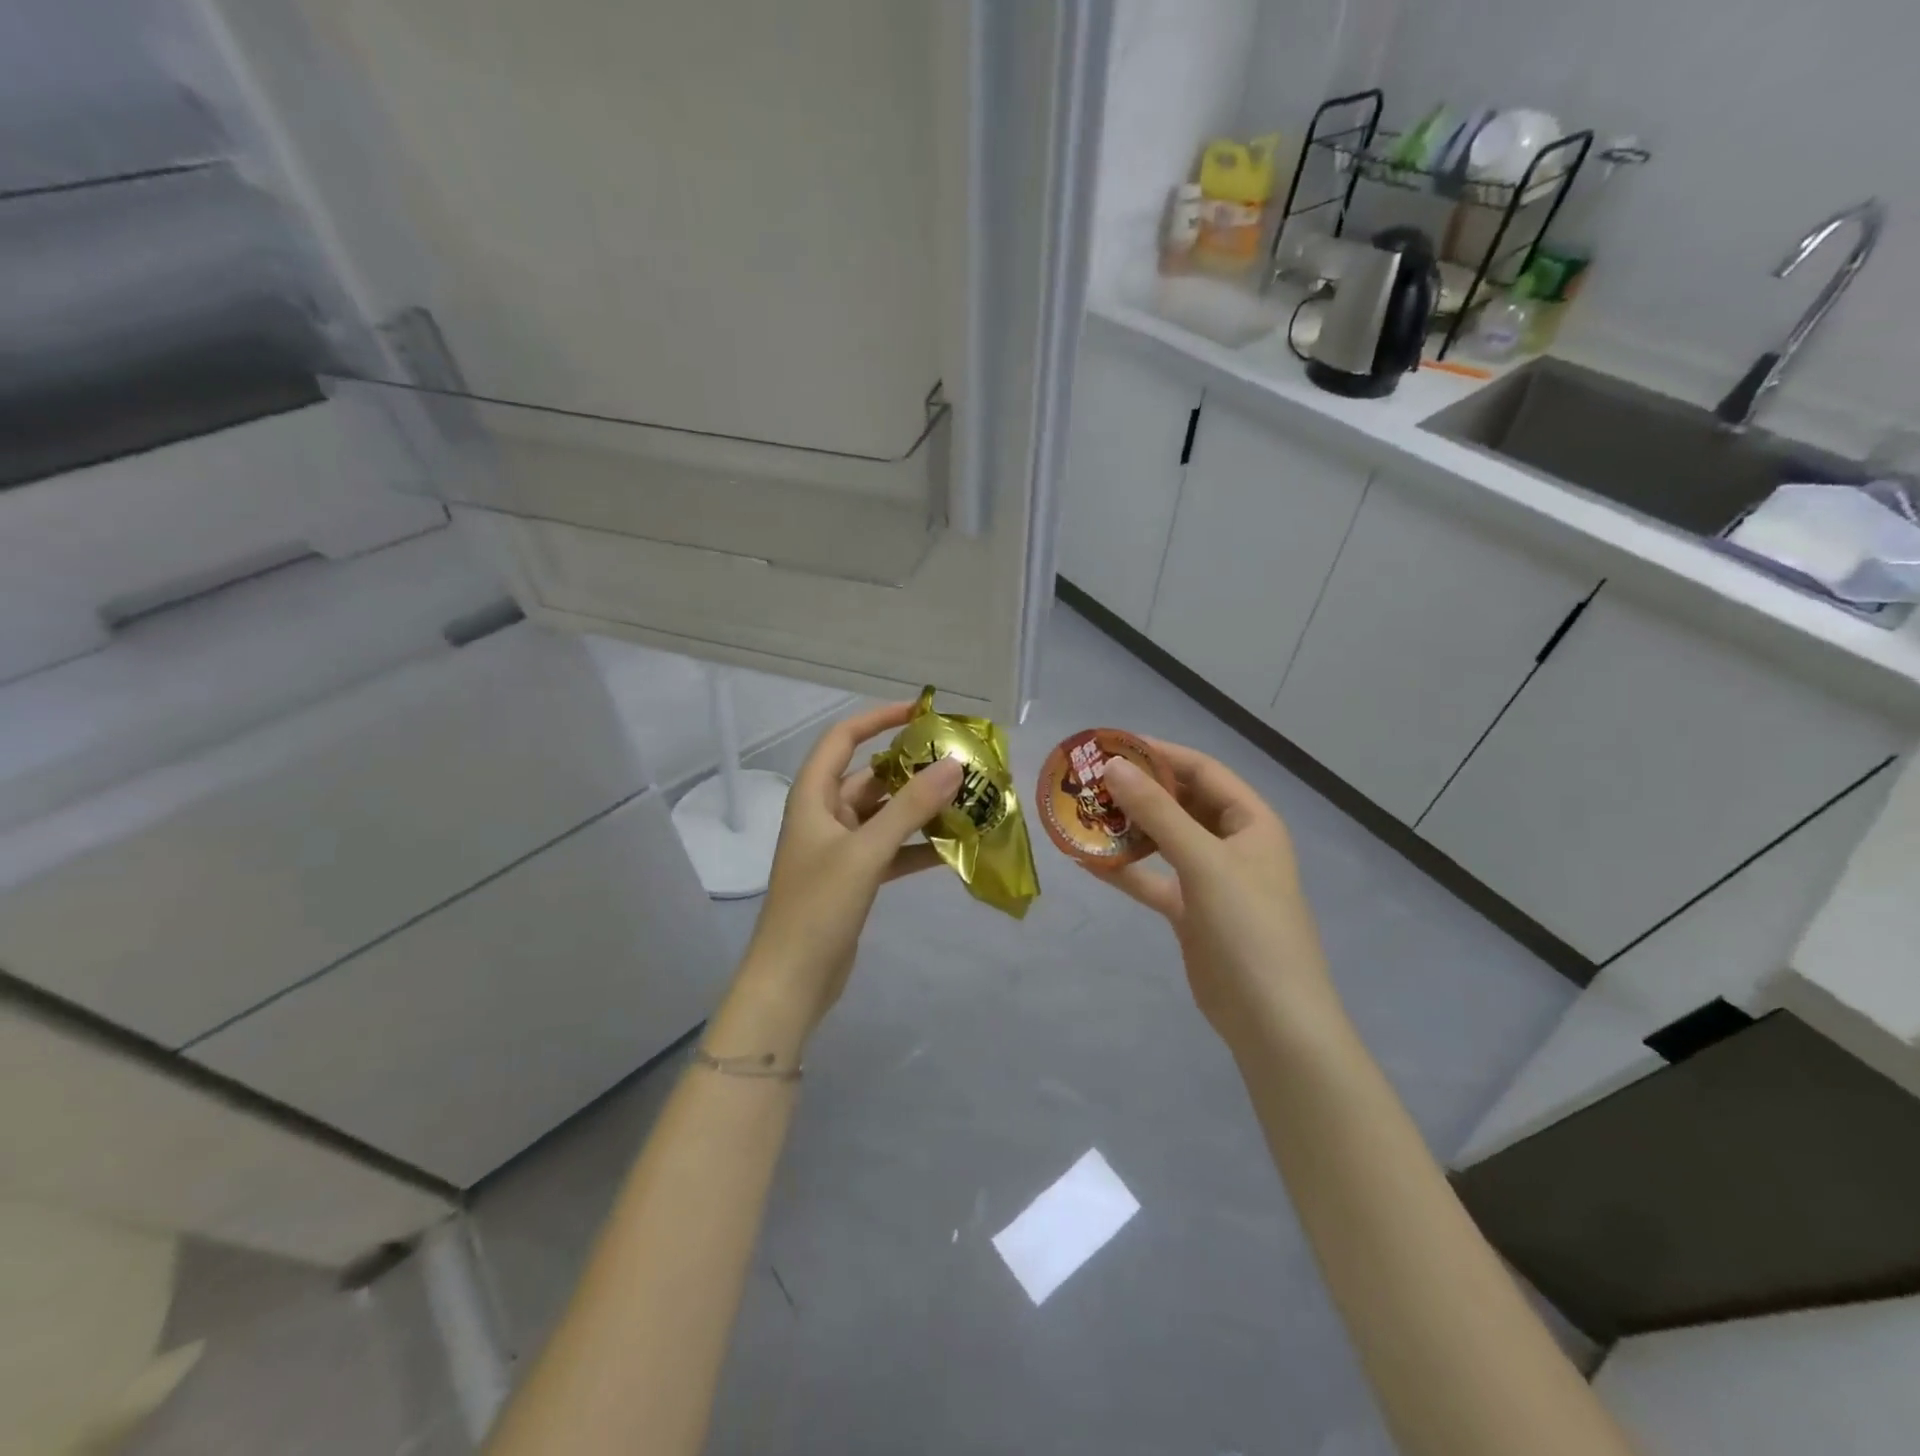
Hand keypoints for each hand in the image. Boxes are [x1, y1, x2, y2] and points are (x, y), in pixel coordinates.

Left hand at [714, 703, 962, 1057]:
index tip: (921, 713)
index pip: (842, 739)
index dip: (878, 719)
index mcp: (813, 797)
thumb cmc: (819, 907)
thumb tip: (953, 765)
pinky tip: (953, 849)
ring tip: (966, 802)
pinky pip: (890, 850)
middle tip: (959, 763)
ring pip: (885, 815)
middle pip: (871, 777)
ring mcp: (839, 849)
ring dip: (920, 809)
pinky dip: (917, 847)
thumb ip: (910, 807)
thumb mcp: (866, 851)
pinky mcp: (853, 878)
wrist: (792, 981)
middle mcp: (825, 815)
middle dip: (912, 769)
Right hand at [1090, 740, 1333, 1048]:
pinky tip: (1086, 860)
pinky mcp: (1189, 911)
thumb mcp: (1205, 862)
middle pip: (1180, 802)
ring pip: (1163, 840)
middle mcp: (1231, 843)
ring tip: (1082, 813)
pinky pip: (1152, 879)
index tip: (1110, 746)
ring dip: (1127, 828)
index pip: (1201, 770)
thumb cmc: (1248, 928)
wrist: (1271, 1019)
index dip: (1158, 754)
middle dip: (1137, 790)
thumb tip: (1115, 767)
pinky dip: (1123, 870)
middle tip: (1088, 780)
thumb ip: (1159, 812)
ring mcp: (1210, 879)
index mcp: (1250, 821)